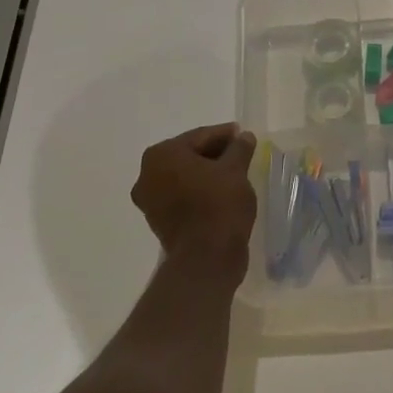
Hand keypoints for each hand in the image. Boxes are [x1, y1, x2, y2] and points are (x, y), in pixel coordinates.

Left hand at [131, 123, 258, 269]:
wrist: (206, 258)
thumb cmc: (219, 204)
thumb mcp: (235, 170)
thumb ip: (239, 148)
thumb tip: (244, 137)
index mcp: (162, 155)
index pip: (199, 136)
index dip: (224, 134)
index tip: (242, 134)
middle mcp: (147, 174)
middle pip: (188, 155)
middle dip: (214, 153)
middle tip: (240, 152)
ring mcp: (150, 200)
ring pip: (184, 176)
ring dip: (206, 173)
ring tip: (234, 172)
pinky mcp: (158, 221)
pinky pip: (182, 196)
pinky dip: (199, 190)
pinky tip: (221, 192)